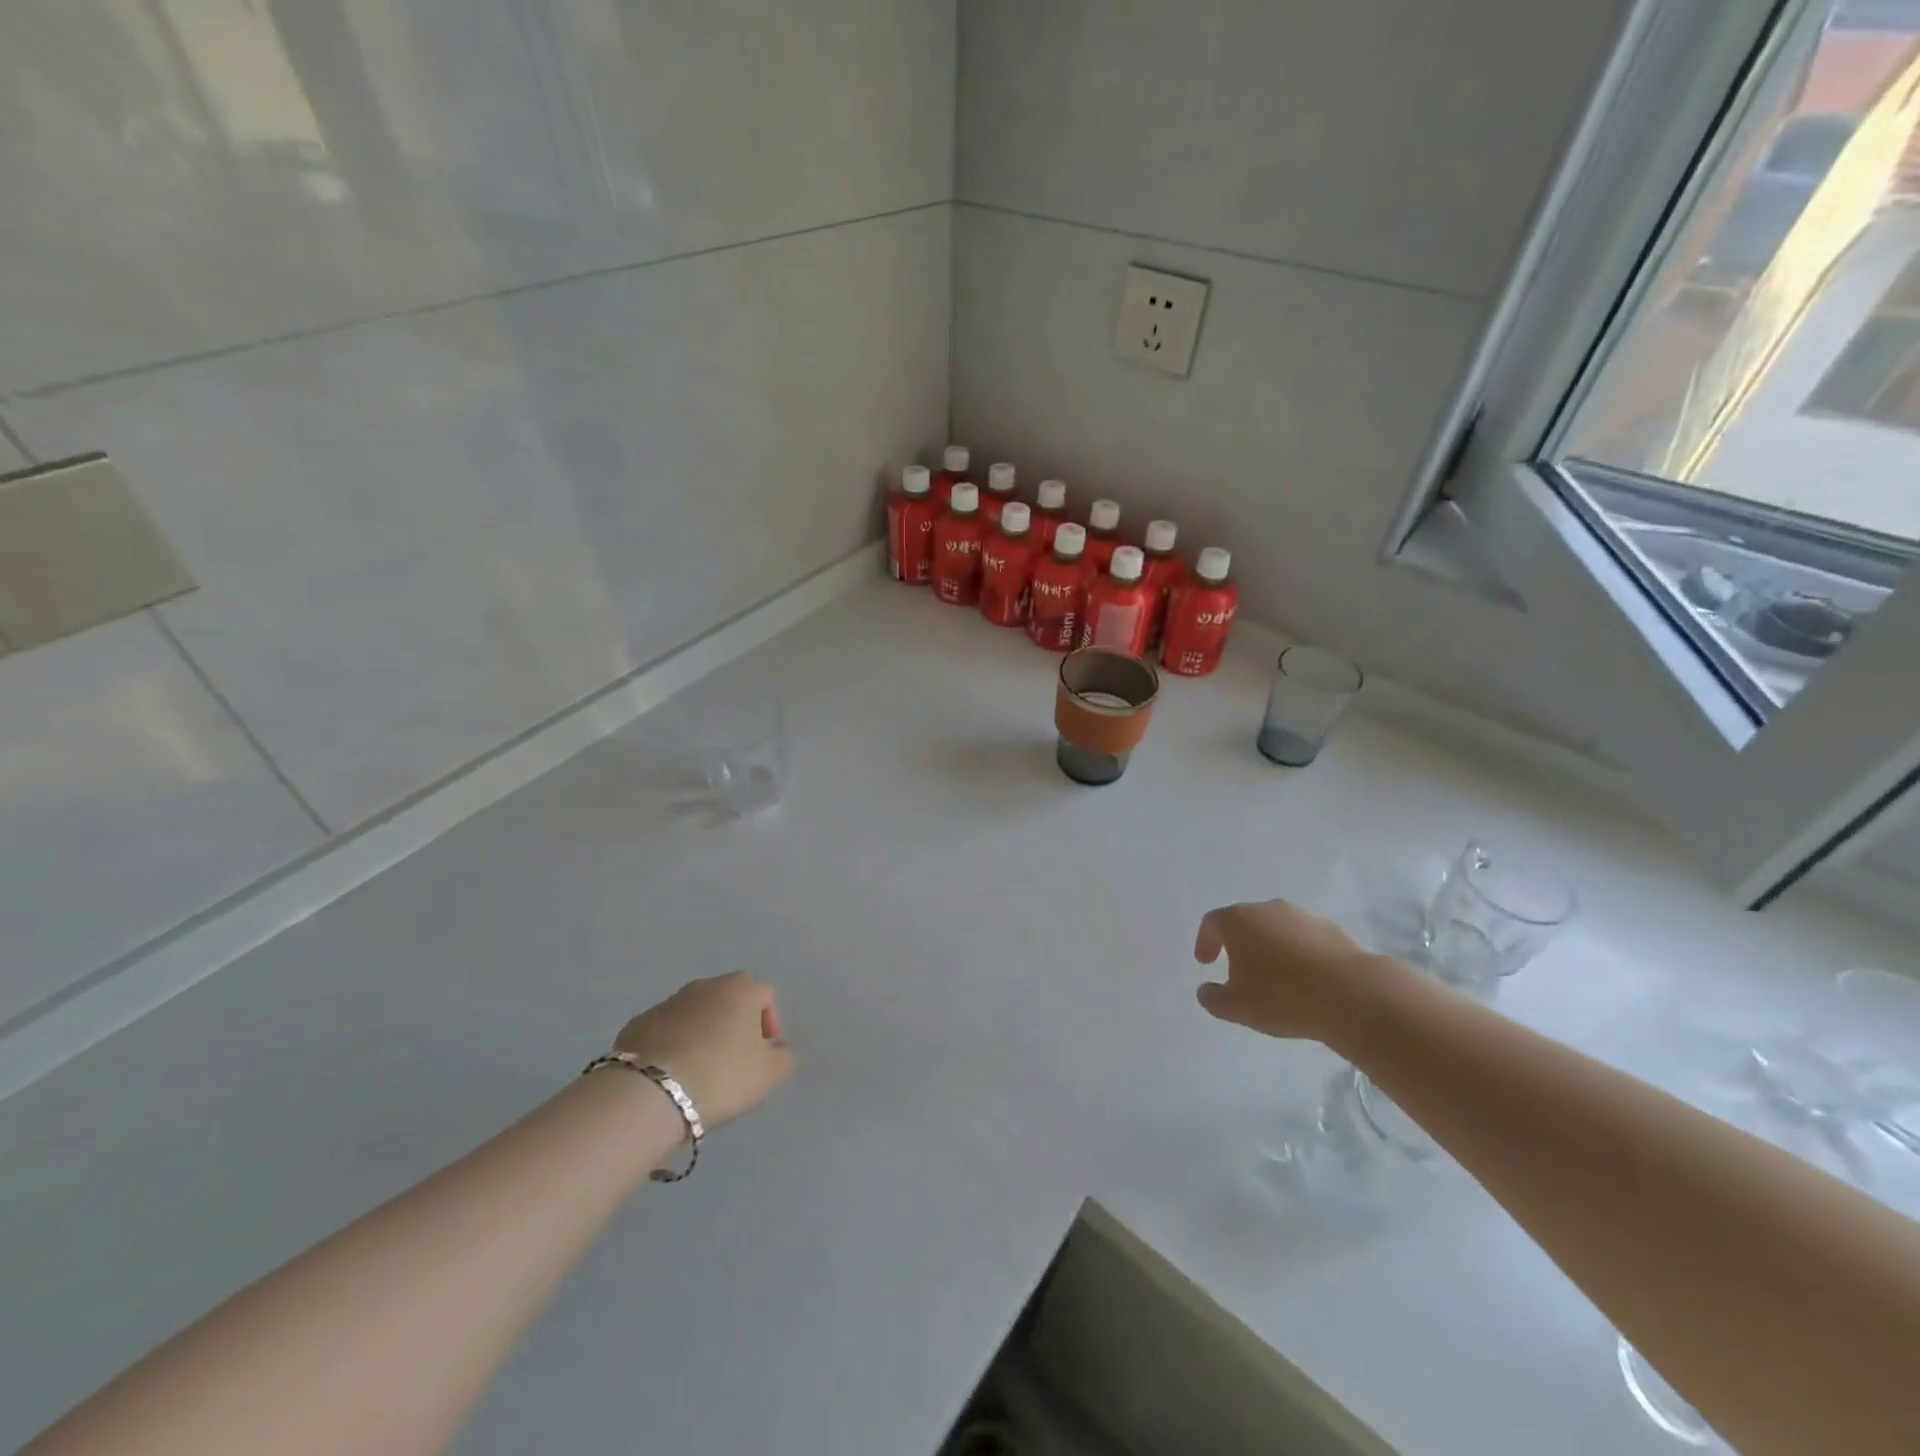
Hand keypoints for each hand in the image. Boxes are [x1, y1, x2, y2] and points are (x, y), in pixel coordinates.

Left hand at [614, 973, 794, 1129]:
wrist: (650, 1093)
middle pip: (729, 1000)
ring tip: (700, 1070)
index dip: (770, 1023)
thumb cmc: (721, 1075)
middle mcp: (706, 985)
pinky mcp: (638, 1023)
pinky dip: (672, 1044)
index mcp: (741, 989)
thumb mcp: (768, 1074)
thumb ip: (784, 1057)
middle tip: (734, 1061)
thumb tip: (779, 1049)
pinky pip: (665, 1030)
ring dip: (702, 1033)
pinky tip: (671, 1074)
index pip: (765, 995)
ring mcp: (669, 1001)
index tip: (765, 1054)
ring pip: (696, 1013)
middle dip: (735, 1025)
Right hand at [1194, 899, 1401, 1043]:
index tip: (1205, 962)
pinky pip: (1306, 940)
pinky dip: (1299, 954)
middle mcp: (1269, 909)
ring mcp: (1304, 917)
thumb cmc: (1283, 997)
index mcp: (1239, 920)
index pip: (1212, 922)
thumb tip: (1206, 990)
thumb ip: (1213, 998)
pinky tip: (1306, 980)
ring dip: (1271, 948)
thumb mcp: (1237, 1007)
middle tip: (1238, 970)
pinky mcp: (1334, 930)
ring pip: (1278, 929)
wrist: (1353, 994)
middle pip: (1246, 921)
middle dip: (1239, 944)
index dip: (1205, 941)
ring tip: (1276, 978)